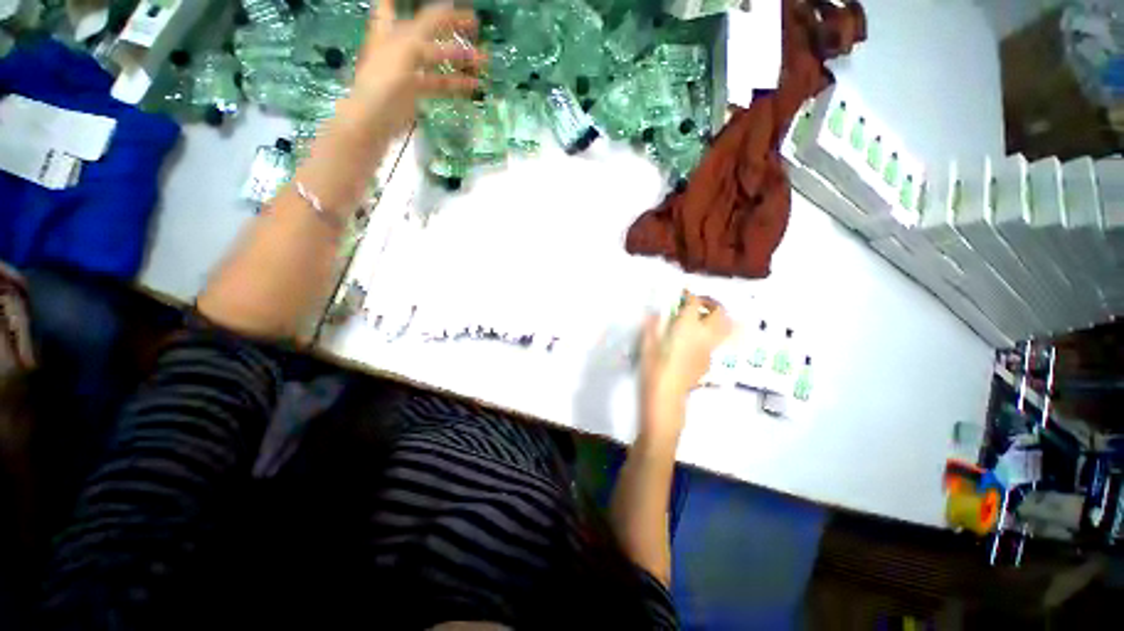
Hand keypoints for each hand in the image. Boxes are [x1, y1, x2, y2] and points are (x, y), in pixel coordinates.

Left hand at [348, 1, 483, 137]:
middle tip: (474, 24)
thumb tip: (448, 5)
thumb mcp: (407, 46)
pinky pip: (440, 82)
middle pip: (427, 29)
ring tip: (483, 59)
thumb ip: (427, 26)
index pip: (400, 5)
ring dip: (460, 58)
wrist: (375, 120)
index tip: (450, 4)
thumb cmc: (385, 79)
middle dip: (450, 25)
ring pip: (437, 57)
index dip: (426, 6)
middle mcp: (398, 44)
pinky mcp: (416, 90)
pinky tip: (473, 84)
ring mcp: (408, 68)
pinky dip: (456, 83)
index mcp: (390, 29)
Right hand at [639, 292, 733, 439]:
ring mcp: (709, 350)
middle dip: (712, 303)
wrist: (666, 397)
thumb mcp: (647, 345)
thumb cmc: (653, 369)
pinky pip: (715, 342)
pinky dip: (710, 334)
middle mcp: (704, 336)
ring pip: (724, 328)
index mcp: (687, 328)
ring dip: (716, 318)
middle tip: (698, 303)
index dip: (689, 295)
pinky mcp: (708, 361)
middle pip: (719, 313)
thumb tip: (655, 312)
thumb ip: (653, 326)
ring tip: (702, 318)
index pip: (695, 303)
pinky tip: (695, 340)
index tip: (682, 294)